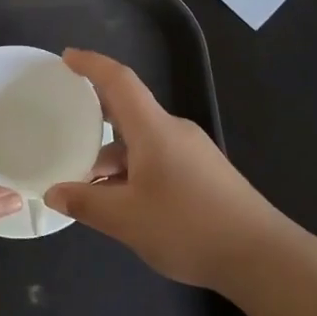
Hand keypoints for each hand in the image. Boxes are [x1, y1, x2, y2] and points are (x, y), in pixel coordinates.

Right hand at [43, 49, 281, 288]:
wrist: (262, 256)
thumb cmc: (188, 227)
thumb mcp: (126, 219)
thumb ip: (85, 202)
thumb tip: (54, 192)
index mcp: (154, 129)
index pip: (119, 81)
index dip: (91, 65)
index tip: (67, 58)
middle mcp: (174, 131)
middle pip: (129, 111)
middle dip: (96, 115)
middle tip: (66, 123)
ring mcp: (193, 153)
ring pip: (143, 142)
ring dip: (113, 156)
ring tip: (87, 185)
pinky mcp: (205, 174)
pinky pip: (159, 159)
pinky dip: (133, 171)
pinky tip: (123, 203)